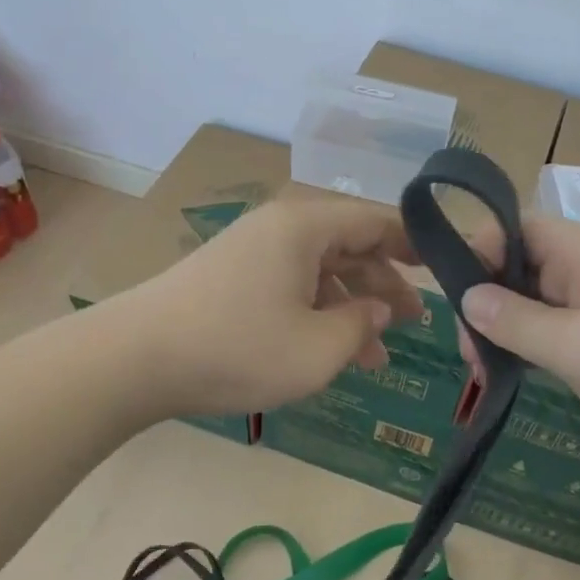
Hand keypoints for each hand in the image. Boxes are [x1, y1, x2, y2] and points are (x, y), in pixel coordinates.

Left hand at [129, 196, 424, 416]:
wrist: (137, 358)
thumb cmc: (238, 347)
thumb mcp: (319, 347)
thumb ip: (363, 324)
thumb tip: (379, 308)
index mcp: (305, 226)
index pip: (376, 221)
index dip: (414, 244)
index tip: (443, 268)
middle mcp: (280, 229)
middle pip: (348, 246)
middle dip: (384, 286)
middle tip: (414, 324)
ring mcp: (251, 253)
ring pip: (319, 273)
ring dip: (351, 308)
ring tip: (376, 355)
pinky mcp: (231, 279)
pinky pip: (290, 287)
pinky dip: (316, 314)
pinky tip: (329, 351)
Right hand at [458, 214, 579, 462]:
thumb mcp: (577, 345)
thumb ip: (516, 321)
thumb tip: (465, 297)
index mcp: (578, 251)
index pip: (509, 229)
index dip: (475, 254)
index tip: (455, 300)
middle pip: (517, 269)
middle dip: (485, 304)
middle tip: (470, 357)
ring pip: (535, 304)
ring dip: (506, 332)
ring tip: (485, 374)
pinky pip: (559, 332)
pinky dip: (533, 350)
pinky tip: (516, 377)